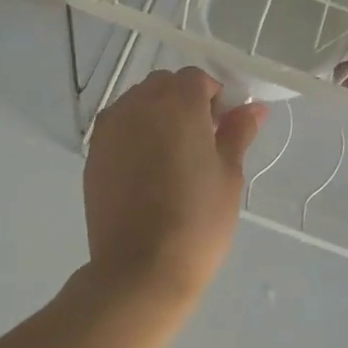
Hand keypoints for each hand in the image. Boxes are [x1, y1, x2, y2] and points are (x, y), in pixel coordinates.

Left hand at [82, 67, 267, 306]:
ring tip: (173, 157)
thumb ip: (238, 132)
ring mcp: (110, 129)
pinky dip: (135, 134)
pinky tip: (147, 170)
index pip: (196, 79)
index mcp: (177, 103)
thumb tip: (253, 107)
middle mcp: (138, 105)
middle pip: (163, 85)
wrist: (140, 269)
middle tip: (201, 142)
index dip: (214, 97)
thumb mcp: (229, 174)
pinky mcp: (93, 154)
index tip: (223, 128)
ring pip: (137, 103)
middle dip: (184, 102)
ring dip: (157, 115)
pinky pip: (118, 127)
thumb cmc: (197, 220)